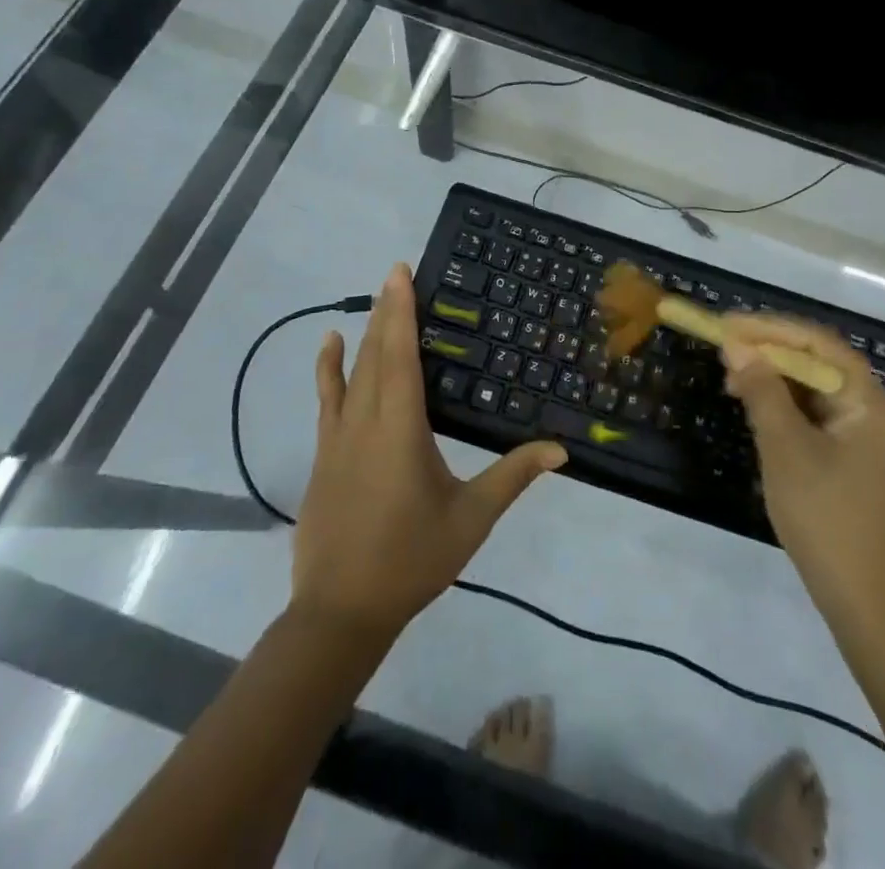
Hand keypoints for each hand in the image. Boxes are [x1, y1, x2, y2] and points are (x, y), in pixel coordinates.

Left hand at [292, 264, 566, 639]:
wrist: (340, 611)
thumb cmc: (411, 559)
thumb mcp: (471, 518)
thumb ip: (513, 476)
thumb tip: (561, 449)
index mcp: (400, 429)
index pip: (399, 356)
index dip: (400, 311)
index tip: (400, 274)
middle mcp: (365, 422)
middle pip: (375, 354)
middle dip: (385, 310)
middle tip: (395, 273)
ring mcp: (338, 438)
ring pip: (351, 372)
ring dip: (363, 333)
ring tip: (374, 300)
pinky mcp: (324, 455)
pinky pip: (327, 399)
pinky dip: (328, 368)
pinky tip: (329, 347)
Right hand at [721, 314, 884, 639]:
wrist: (871, 608)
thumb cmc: (828, 521)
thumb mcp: (786, 451)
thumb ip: (763, 393)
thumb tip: (738, 348)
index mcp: (870, 402)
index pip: (818, 344)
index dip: (770, 329)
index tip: (727, 325)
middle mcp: (877, 412)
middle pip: (819, 365)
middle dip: (770, 354)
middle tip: (724, 353)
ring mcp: (870, 439)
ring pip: (817, 392)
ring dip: (776, 382)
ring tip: (732, 382)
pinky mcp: (859, 463)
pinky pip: (820, 419)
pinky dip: (788, 410)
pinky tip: (758, 414)